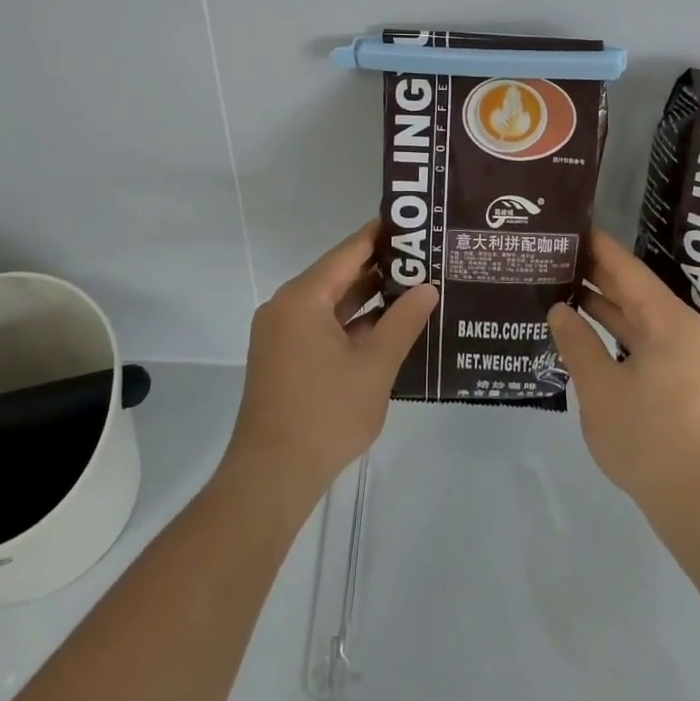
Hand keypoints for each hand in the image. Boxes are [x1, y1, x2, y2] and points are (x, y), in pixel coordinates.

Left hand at [220, 222, 437, 517]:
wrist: (271, 477)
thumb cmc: (326, 415)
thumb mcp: (375, 366)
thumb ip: (403, 322)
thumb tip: (428, 288)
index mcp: (303, 298)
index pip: (349, 251)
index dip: (382, 235)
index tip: (414, 224)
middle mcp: (286, 306)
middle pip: (338, 274)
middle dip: (381, 267)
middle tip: (425, 256)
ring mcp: (282, 333)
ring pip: (331, 302)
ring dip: (368, 297)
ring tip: (415, 286)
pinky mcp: (283, 357)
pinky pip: (321, 325)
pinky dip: (351, 323)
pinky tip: (387, 326)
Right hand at [547, 229, 699, 519]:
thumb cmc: (650, 439)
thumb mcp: (600, 389)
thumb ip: (577, 343)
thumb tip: (561, 309)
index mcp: (670, 321)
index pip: (627, 269)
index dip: (597, 247)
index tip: (569, 227)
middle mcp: (685, 331)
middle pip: (636, 291)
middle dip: (597, 276)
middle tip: (556, 257)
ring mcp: (690, 360)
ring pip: (642, 320)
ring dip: (606, 308)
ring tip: (563, 290)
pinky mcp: (688, 385)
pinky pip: (648, 344)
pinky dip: (619, 336)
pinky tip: (589, 337)